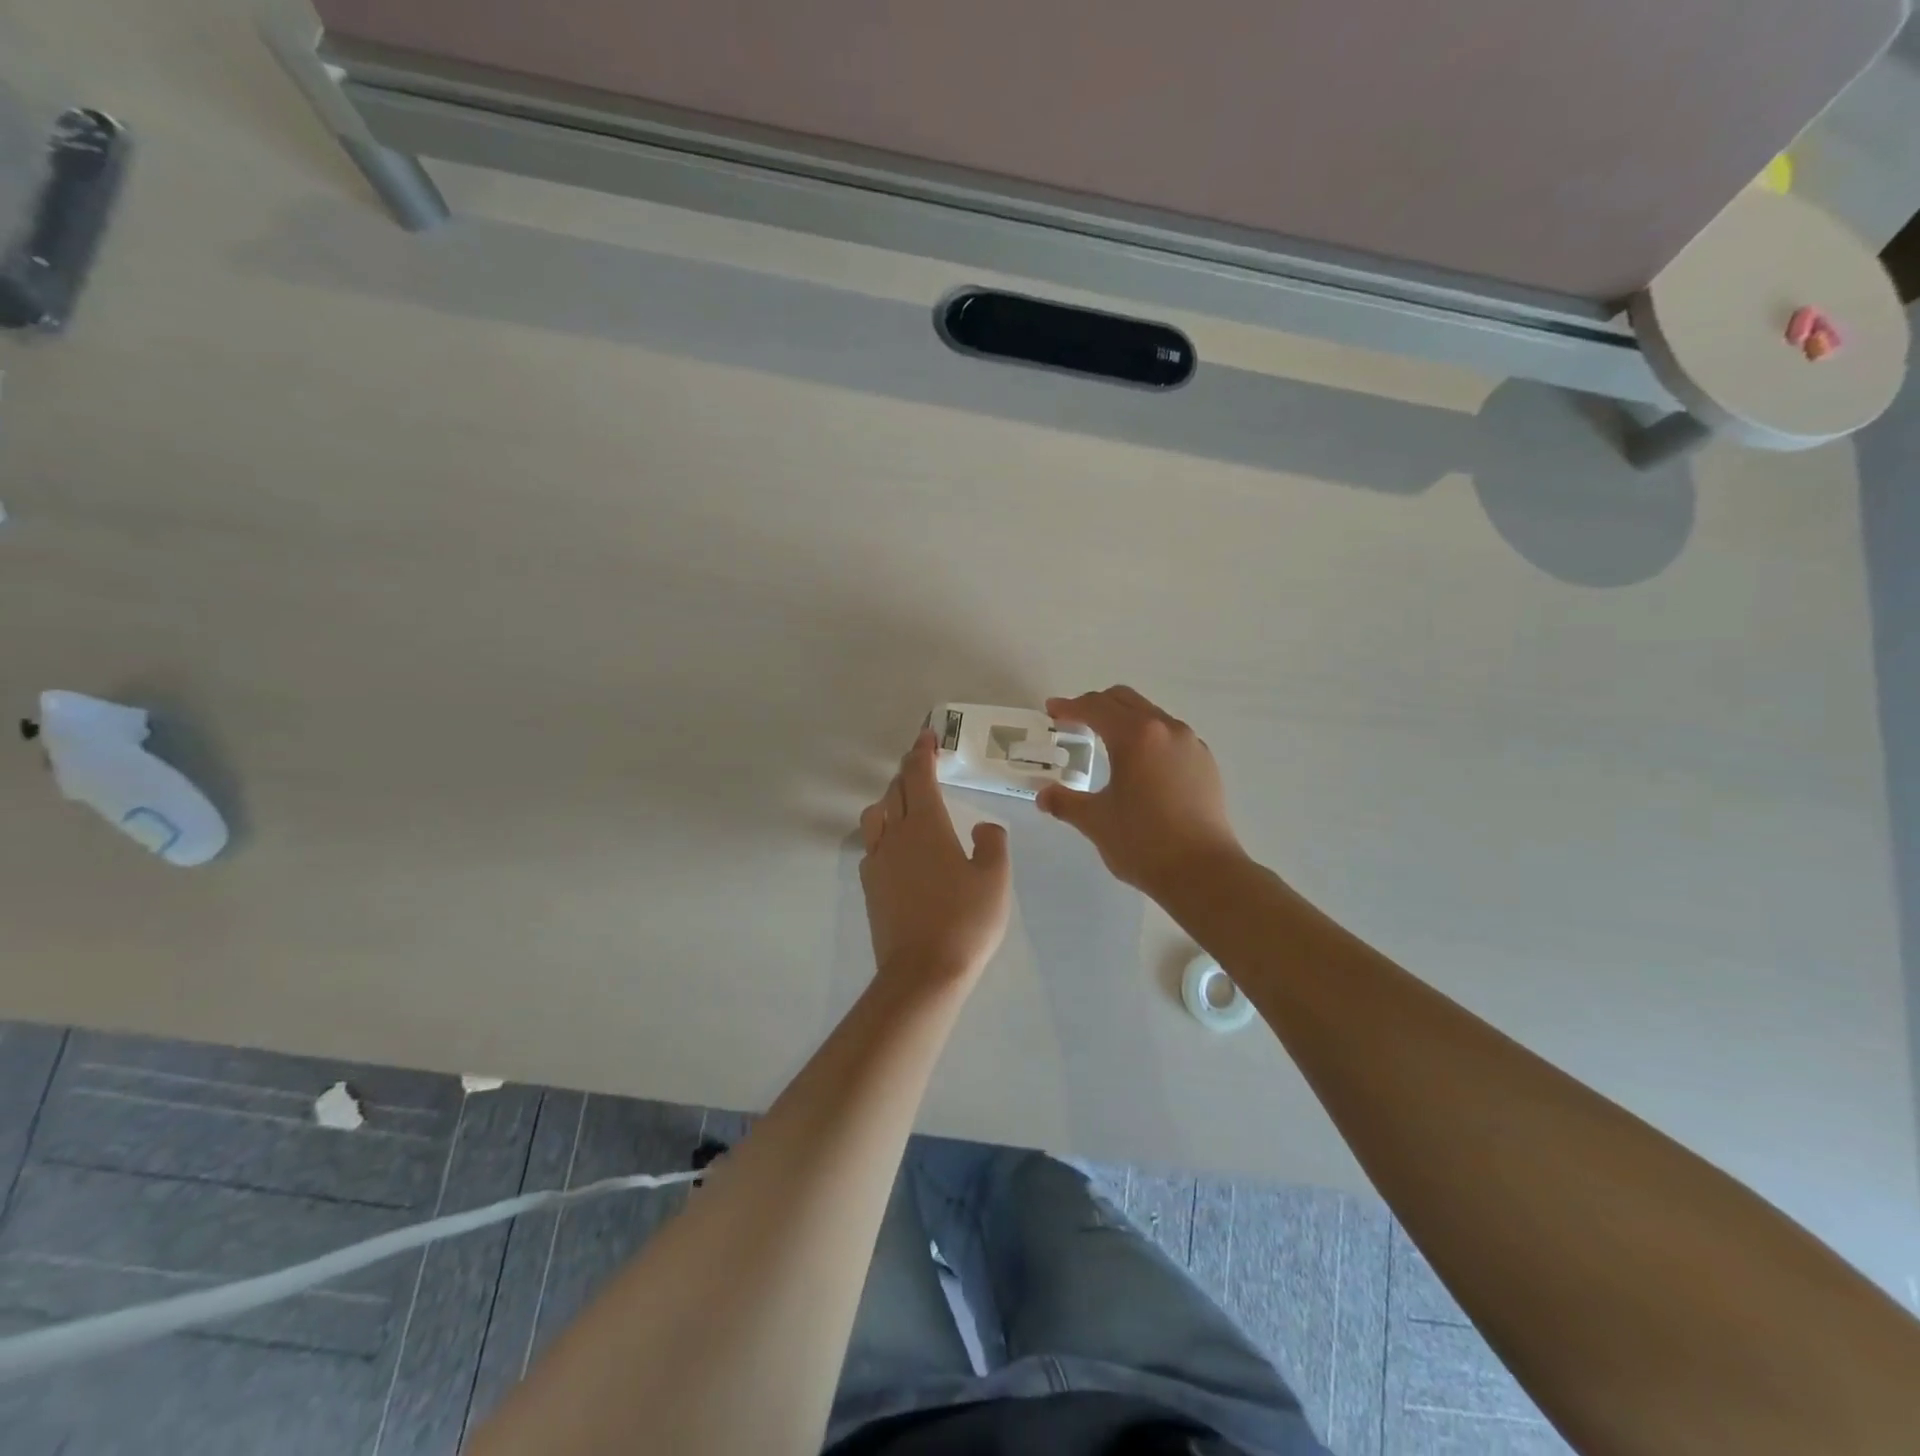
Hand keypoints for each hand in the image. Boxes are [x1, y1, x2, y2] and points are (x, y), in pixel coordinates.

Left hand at [860, 729, 1011, 988]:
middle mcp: (896, 834)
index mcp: (927, 825)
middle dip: (908, 772)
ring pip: (876, 815)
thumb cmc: (965, 920)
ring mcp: (878, 860)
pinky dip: (883, 832)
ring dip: (890, 799)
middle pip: (894, 790)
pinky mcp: (870, 885)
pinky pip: (872, 845)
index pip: (919, 776)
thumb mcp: (995, 879)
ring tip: (907, 803)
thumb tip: (984, 827)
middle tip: (922, 764)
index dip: (922, 752)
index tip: (927, 735)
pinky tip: (898, 847)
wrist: (923, 972)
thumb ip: (992, 843)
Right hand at [1037, 686, 1244, 895]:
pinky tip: (1141, 765)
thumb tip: (1044, 796)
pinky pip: (1171, 736)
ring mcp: (1191, 745)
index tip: (1052, 710)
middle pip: (1125, 700)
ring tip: (1107, 742)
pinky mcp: (1206, 764)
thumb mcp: (1095, 821)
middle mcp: (1166, 729)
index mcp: (1135, 736)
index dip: (1070, 707)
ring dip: (1125, 719)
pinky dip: (1148, 738)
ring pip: (1151, 715)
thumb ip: (1065, 802)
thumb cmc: (1143, 842)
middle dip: (1097, 705)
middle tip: (1074, 721)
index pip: (1096, 707)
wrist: (1203, 872)